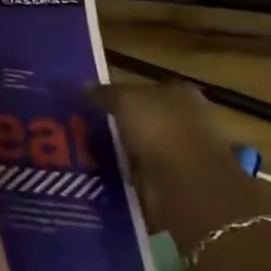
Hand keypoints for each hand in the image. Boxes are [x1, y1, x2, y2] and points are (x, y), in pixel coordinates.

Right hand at [92, 81, 267, 250]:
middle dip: (120, 124)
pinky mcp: (175, 182)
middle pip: (145, 118)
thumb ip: (104, 93)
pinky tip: (104, 174)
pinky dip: (127, 174)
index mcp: (180, 93)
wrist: (186, 184)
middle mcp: (186, 120)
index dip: (120, 94)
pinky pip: (142, 173)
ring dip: (122, 151)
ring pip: (143, 146)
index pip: (146, 89)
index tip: (92, 104)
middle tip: (84, 128)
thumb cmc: (159, 129)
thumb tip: (84, 87)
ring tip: (87, 153)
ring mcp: (182, 153)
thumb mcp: (124, 100)